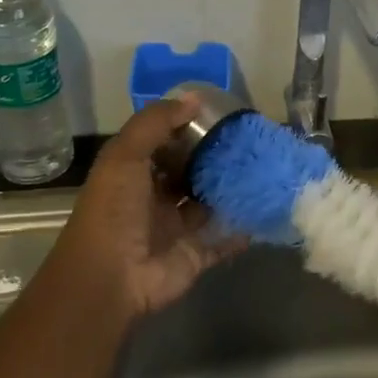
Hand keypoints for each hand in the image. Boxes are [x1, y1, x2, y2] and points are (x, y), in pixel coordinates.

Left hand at [41, 94, 245, 318]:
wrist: (110, 279)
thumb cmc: (114, 211)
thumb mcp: (125, 155)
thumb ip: (156, 123)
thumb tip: (194, 98)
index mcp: (134, 174)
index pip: (164, 144)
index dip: (188, 129)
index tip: (221, 114)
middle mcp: (155, 199)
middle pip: (189, 173)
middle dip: (215, 158)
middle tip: (252, 139)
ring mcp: (177, 229)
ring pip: (209, 204)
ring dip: (231, 190)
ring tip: (266, 167)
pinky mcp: (196, 255)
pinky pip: (225, 239)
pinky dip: (243, 229)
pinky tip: (266, 209)